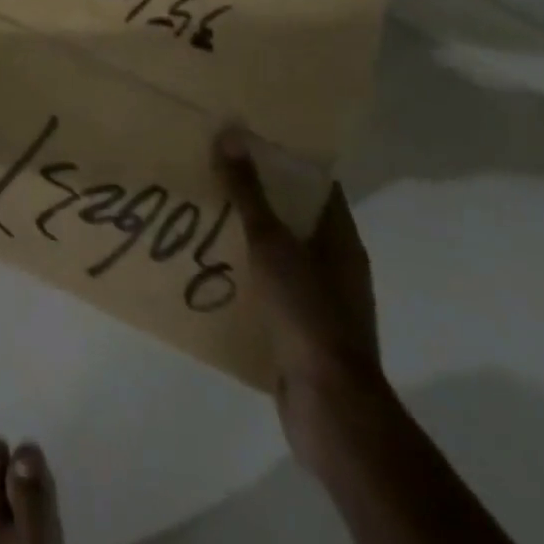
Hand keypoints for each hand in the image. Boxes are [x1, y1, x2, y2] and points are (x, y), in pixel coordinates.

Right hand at [213, 128, 383, 456]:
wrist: (330, 408)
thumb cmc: (308, 313)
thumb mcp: (272, 244)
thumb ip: (249, 192)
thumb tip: (230, 134)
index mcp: (340, 238)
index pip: (316, 184)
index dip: (285, 159)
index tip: (246, 139)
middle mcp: (335, 265)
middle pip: (294, 217)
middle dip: (257, 196)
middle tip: (213, 172)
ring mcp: (320, 301)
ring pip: (279, 255)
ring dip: (247, 238)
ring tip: (203, 217)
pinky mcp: (301, 332)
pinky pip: (269, 291)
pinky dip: (245, 277)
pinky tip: (211, 270)